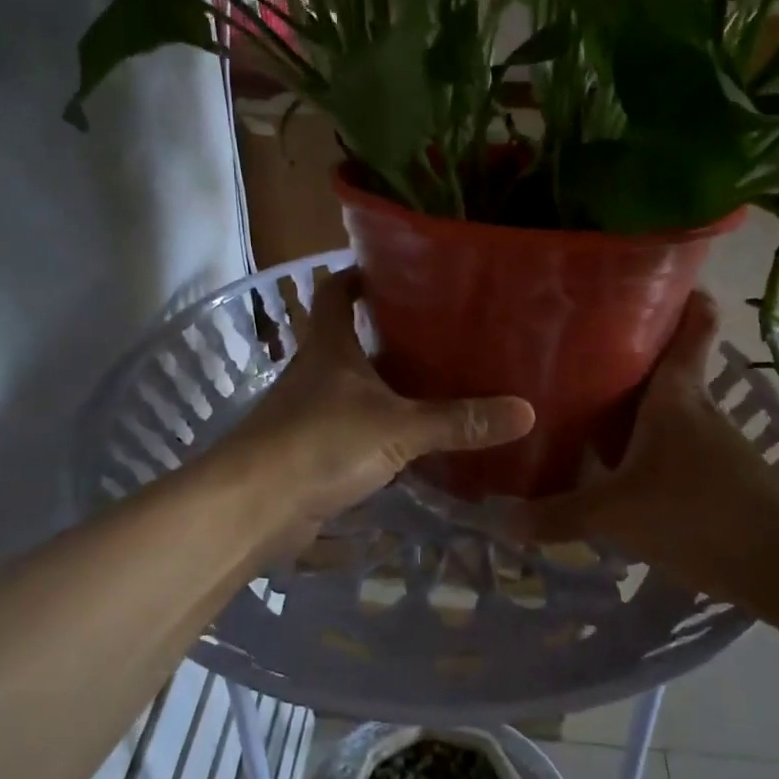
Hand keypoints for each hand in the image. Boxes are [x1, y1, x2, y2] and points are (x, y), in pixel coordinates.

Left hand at [226, 269, 535, 549]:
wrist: (253, 506)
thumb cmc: (319, 443)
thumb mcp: (397, 428)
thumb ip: (458, 421)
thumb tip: (525, 411)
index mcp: (329, 345)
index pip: (337, 290)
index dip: (361, 274)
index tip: (399, 271)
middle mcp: (316, 370)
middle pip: (350, 336)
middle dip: (389, 331)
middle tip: (442, 330)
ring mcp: (311, 411)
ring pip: (354, 384)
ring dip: (387, 381)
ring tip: (440, 379)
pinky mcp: (311, 449)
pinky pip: (354, 426)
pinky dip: (380, 425)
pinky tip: (414, 437)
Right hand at [506, 291, 778, 599]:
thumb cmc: (698, 514)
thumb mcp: (617, 514)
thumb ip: (560, 514)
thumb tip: (504, 520)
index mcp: (677, 396)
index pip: (693, 325)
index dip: (682, 296)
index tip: (651, 279)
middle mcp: (699, 409)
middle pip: (669, 367)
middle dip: (632, 357)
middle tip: (580, 353)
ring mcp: (715, 446)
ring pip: (670, 412)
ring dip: (638, 408)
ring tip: (588, 410)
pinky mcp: (722, 480)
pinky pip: (676, 449)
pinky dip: (650, 449)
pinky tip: (621, 470)